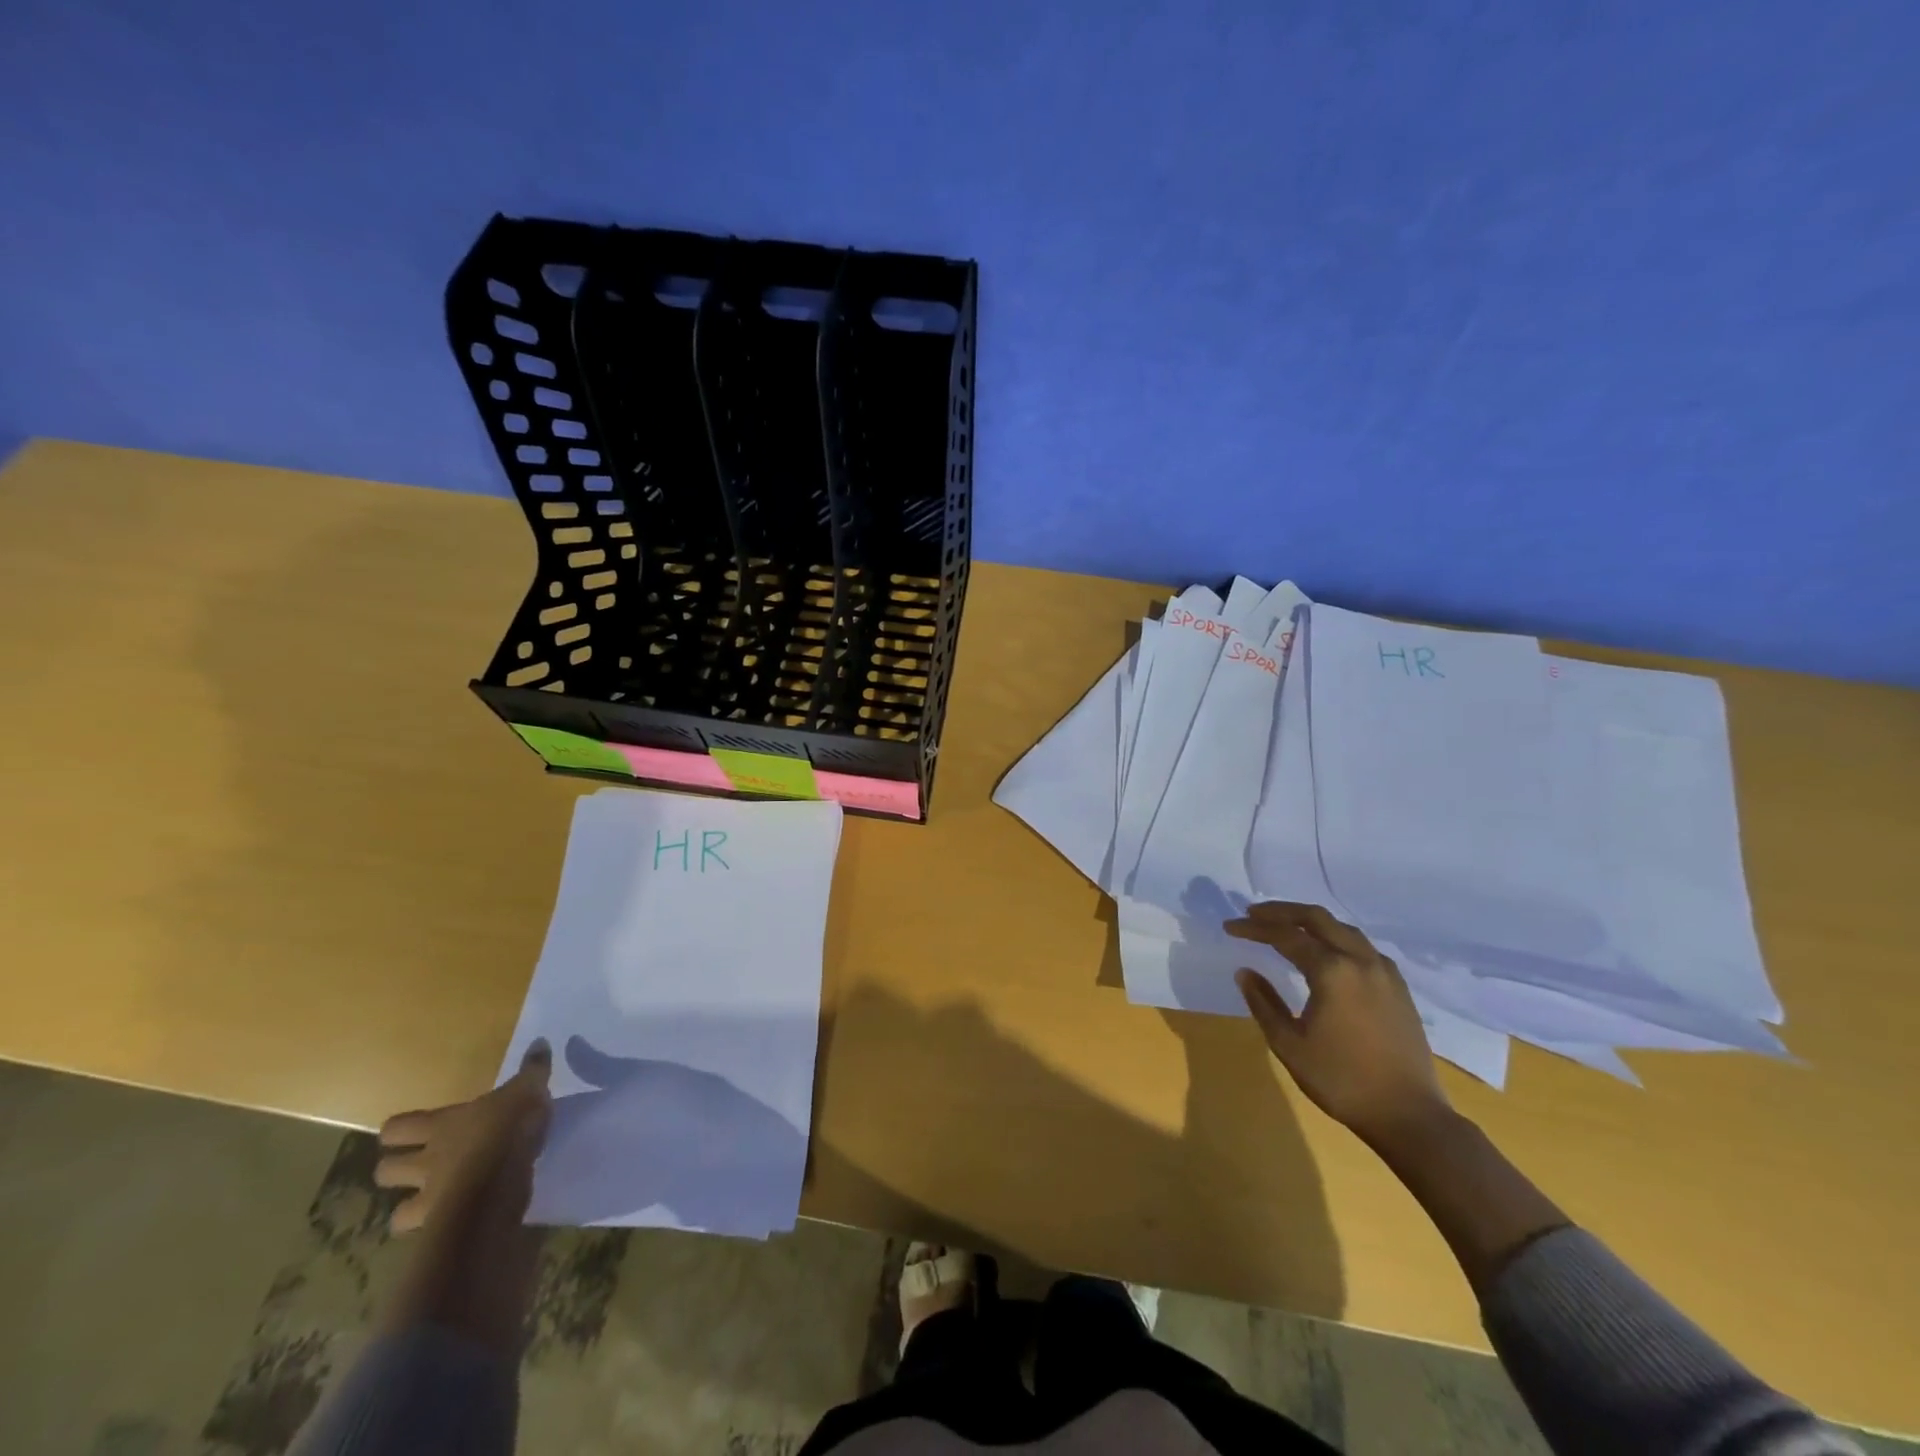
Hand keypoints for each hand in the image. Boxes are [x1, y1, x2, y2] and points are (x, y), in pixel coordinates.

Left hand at [375, 1040, 553, 1232]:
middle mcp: (426, 1162)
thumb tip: (540, 1041)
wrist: (499, 1184)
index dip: (397, 1131)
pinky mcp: (442, 1227)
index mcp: (441, 1126)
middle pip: (385, 1171)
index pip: (396, 1128)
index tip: (408, 1131)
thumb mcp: (528, 1090)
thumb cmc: (507, 1129)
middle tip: (417, 1167)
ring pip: (397, 1213)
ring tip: (432, 1204)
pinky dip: (437, 1230)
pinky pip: (429, 1233)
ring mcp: (430, 1198)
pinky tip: (456, 1223)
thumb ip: (533, 1069)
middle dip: (395, 1170)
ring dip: (410, 1210)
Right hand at [1227, 902, 1451, 1148]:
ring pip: (1343, 929)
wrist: (1409, 1116)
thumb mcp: (1289, 1044)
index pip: (1285, 936)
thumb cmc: (1341, 1080)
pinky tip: (1327, 953)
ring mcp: (1384, 973)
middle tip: (1254, 913)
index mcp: (1332, 971)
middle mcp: (1360, 961)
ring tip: (1286, 927)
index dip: (1254, 928)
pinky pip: (1362, 947)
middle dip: (1282, 911)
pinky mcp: (1398, 988)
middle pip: (1317, 918)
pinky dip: (1336, 938)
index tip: (1230, 927)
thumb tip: (1245, 972)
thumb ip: (1263, 1003)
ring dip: (1311, 921)